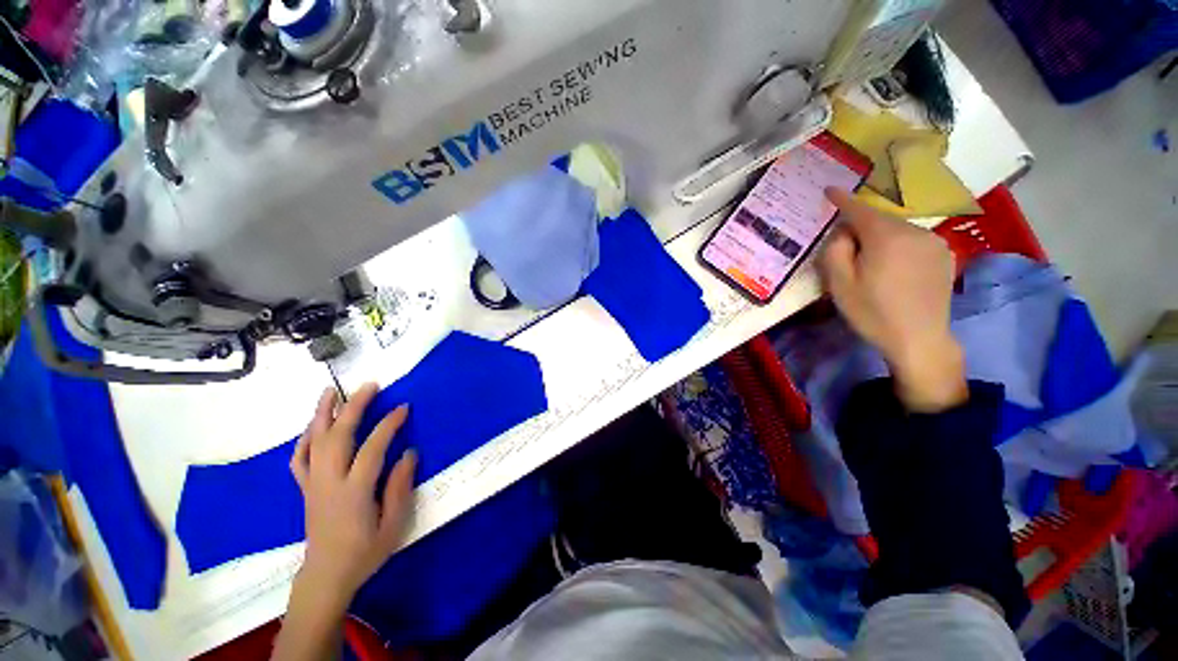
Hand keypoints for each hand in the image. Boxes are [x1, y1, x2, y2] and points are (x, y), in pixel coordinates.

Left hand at [290, 383, 416, 600]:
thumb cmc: (365, 552)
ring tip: (331, 391)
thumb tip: (409, 453)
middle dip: (353, 407)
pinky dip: (304, 439)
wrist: (326, 576)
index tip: (403, 407)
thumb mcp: (393, 524)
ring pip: (314, 442)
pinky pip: (299, 459)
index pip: (372, 449)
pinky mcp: (305, 488)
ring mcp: (313, 484)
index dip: (388, 425)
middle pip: (338, 436)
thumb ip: (400, 487)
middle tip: (369, 385)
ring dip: (323, 413)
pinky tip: (312, 426)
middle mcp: (329, 482)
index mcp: (354, 492)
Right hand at [819, 188, 966, 411]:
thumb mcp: (839, 284)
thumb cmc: (872, 312)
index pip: (859, 210)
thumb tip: (844, 232)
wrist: (919, 339)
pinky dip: (898, 245)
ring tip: (870, 262)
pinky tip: (893, 268)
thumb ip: (836, 250)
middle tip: (845, 247)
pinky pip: (913, 240)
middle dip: (860, 226)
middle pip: (879, 220)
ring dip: (880, 237)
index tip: (829, 190)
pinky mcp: (944, 255)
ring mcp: (934, 242)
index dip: (842, 200)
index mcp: (886, 237)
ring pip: (897, 230)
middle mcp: (914, 231)